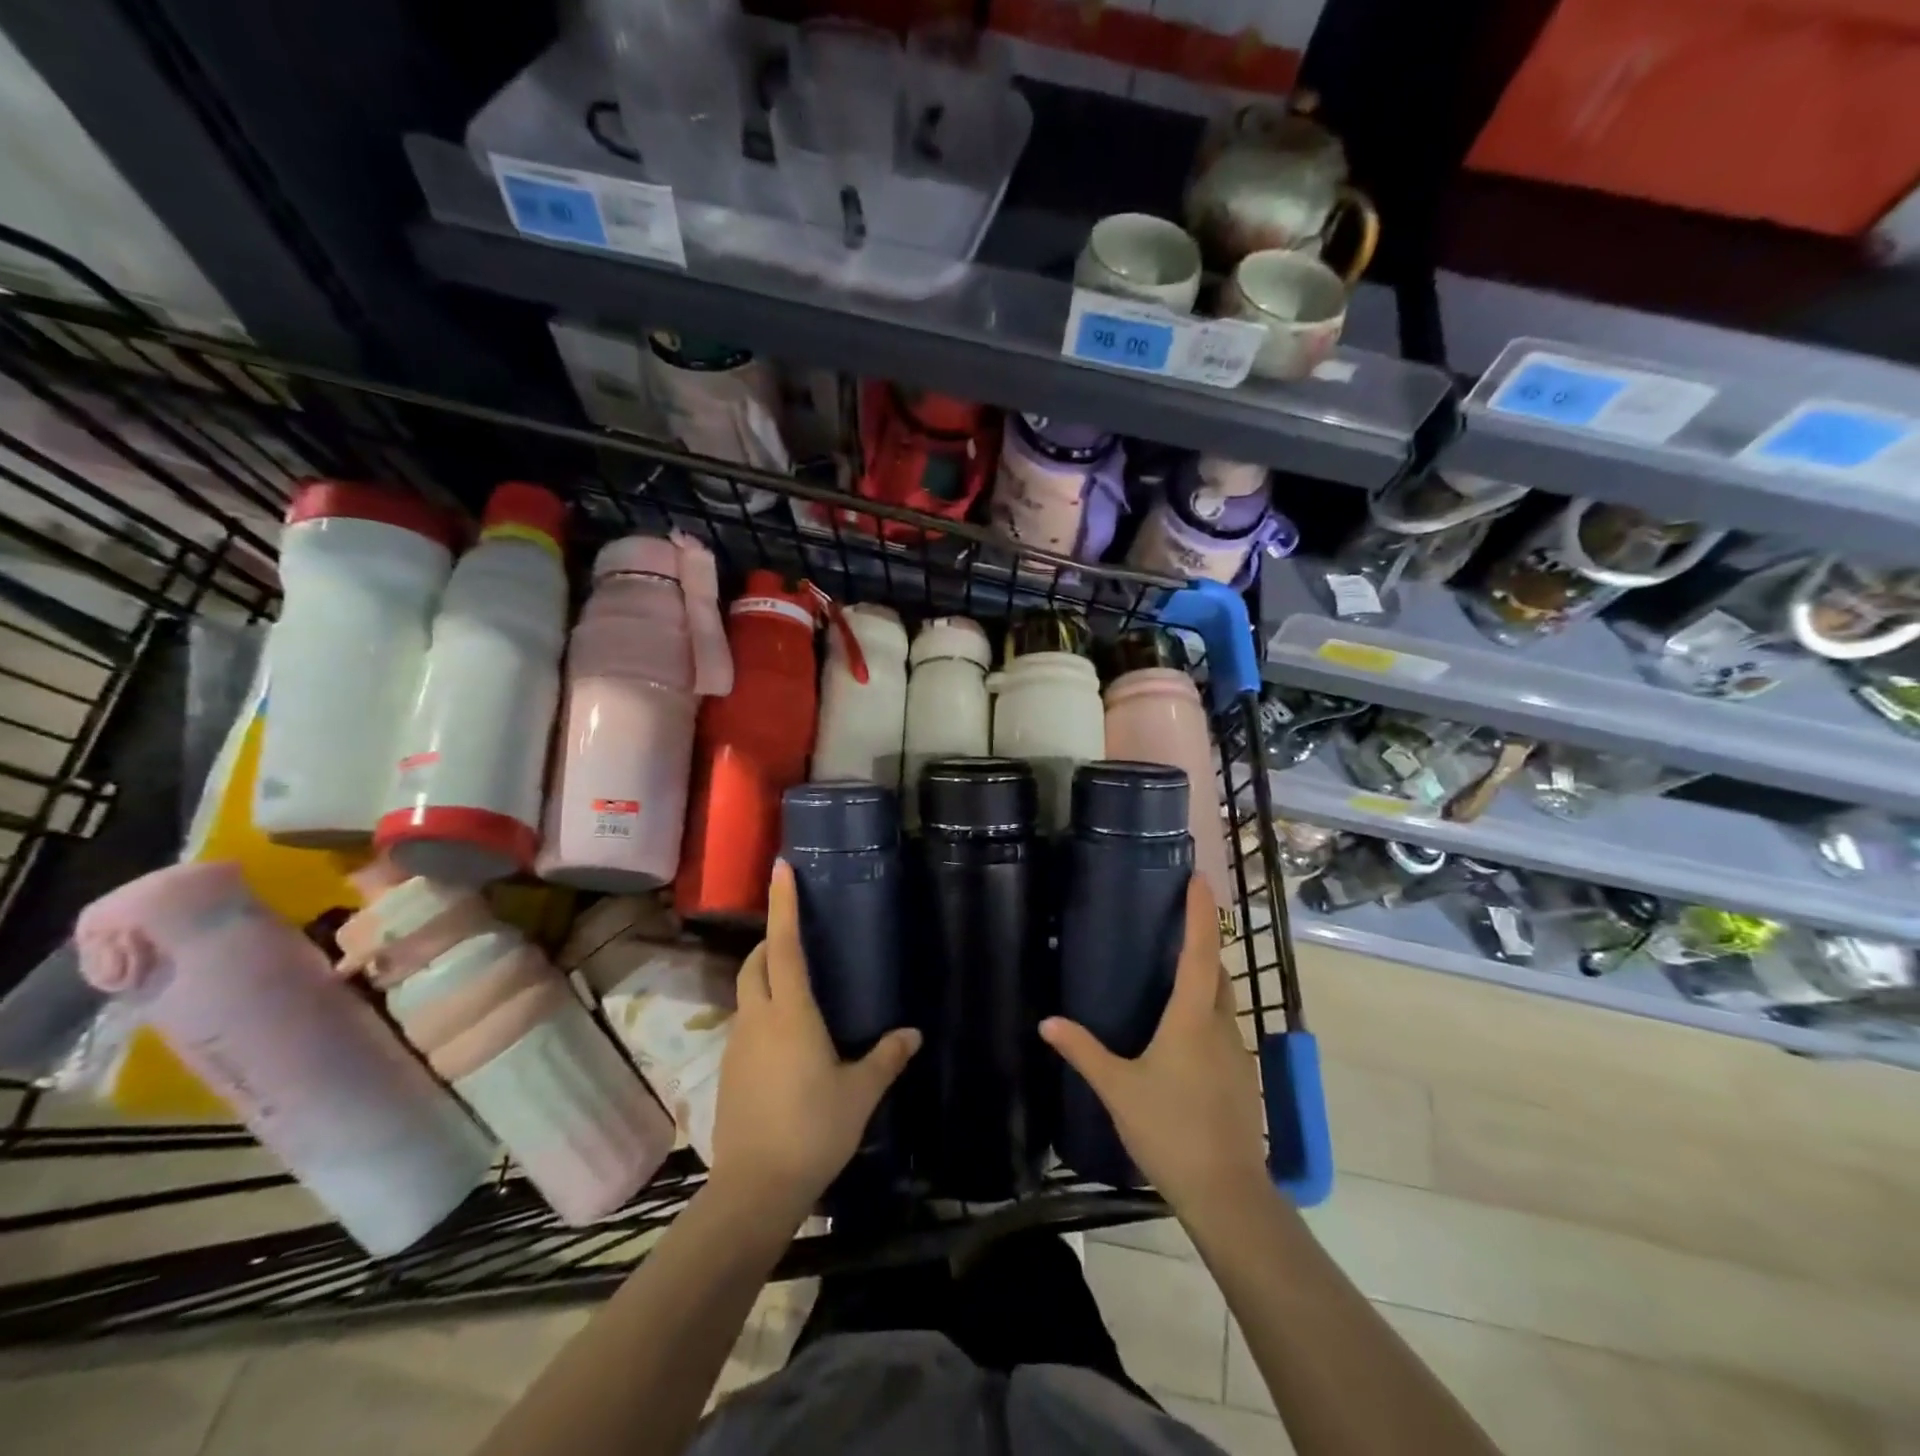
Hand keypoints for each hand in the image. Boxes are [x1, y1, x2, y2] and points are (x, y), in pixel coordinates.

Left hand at [706, 861, 920, 1222]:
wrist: (755, 1188)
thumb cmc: (814, 1129)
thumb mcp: (860, 1093)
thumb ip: (886, 1058)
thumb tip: (913, 1033)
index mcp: (791, 1013)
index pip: (784, 945)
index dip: (782, 904)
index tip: (780, 869)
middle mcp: (758, 1018)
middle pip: (755, 963)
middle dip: (770, 941)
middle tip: (796, 937)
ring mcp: (737, 1044)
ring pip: (747, 993)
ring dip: (765, 978)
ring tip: (796, 989)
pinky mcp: (728, 1070)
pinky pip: (745, 1024)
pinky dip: (762, 1013)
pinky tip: (786, 1041)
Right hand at [1040, 878, 1267, 1209]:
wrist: (1226, 1192)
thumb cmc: (1170, 1129)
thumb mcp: (1117, 1089)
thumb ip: (1083, 1051)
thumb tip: (1047, 1022)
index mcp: (1191, 1018)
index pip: (1200, 951)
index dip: (1201, 913)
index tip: (1200, 879)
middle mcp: (1220, 1025)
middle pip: (1217, 972)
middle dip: (1202, 945)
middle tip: (1174, 929)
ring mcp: (1236, 1053)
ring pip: (1222, 1003)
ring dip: (1204, 983)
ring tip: (1170, 981)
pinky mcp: (1242, 1079)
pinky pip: (1223, 1031)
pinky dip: (1205, 1017)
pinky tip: (1181, 1040)